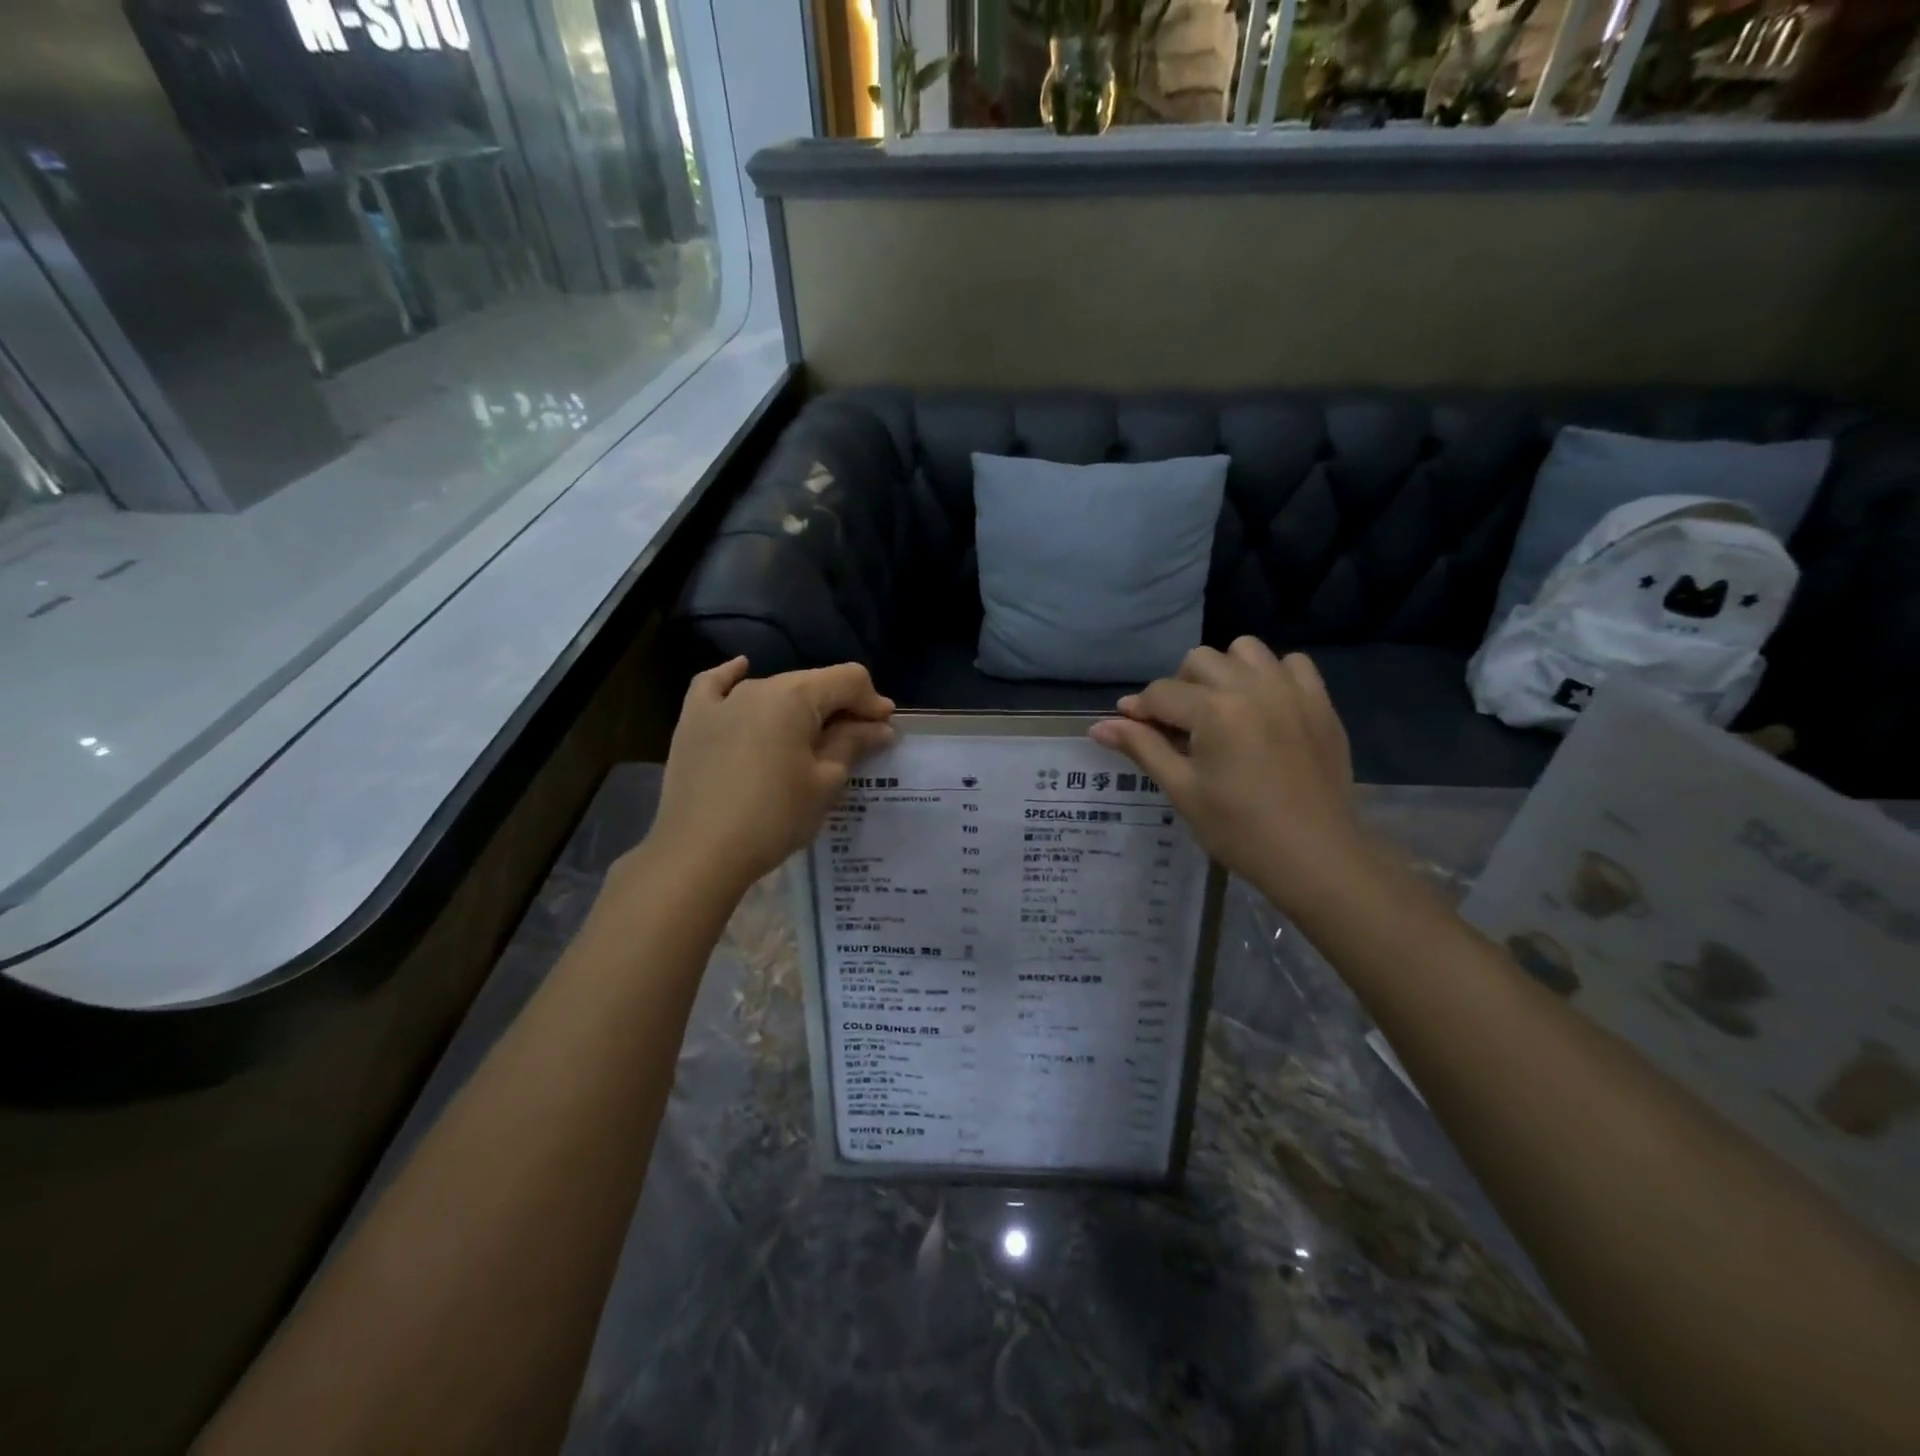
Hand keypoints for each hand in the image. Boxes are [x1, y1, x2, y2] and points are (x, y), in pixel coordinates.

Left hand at [646, 658, 894, 895]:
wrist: (699, 853)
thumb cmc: (773, 818)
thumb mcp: (825, 783)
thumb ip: (853, 744)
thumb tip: (880, 727)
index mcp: (796, 696)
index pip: (849, 680)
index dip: (873, 702)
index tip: (884, 732)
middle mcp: (759, 686)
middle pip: (813, 683)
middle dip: (841, 706)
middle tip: (857, 741)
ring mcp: (721, 701)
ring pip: (773, 690)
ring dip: (800, 707)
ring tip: (810, 738)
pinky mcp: (693, 720)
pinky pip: (716, 686)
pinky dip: (733, 677)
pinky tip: (742, 670)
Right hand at [1089, 639, 1367, 914]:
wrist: (1315, 856)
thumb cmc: (1239, 830)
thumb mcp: (1182, 790)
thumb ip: (1142, 748)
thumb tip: (1098, 727)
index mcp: (1214, 711)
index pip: (1161, 693)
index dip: (1139, 711)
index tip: (1130, 730)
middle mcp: (1253, 687)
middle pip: (1199, 660)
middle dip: (1179, 688)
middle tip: (1179, 727)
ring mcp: (1292, 691)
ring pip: (1245, 650)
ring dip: (1224, 671)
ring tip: (1222, 709)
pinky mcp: (1320, 703)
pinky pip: (1292, 664)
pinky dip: (1272, 675)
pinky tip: (1264, 707)